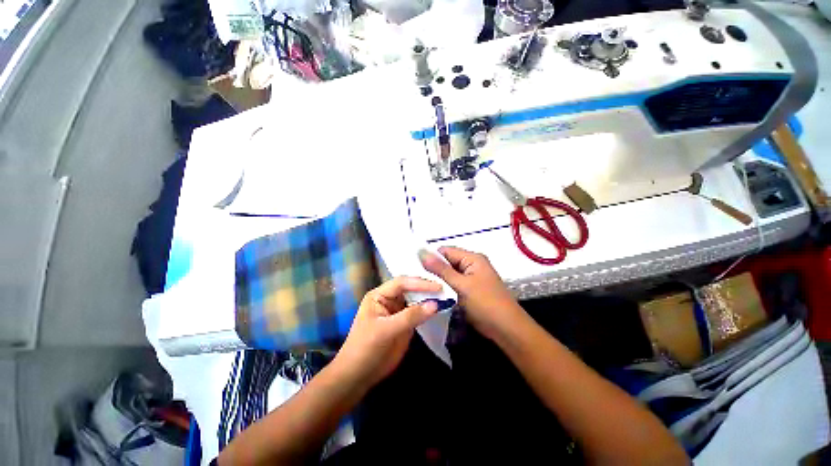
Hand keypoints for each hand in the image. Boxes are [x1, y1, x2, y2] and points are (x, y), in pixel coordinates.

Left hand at [334, 277, 440, 388]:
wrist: (359, 376)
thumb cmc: (366, 348)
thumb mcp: (386, 330)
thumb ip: (411, 316)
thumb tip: (435, 304)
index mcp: (379, 295)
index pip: (402, 283)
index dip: (420, 283)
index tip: (438, 286)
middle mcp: (389, 299)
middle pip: (410, 288)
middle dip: (426, 287)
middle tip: (446, 287)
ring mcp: (398, 310)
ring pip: (416, 299)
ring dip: (430, 298)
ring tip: (447, 294)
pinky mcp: (405, 322)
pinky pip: (419, 312)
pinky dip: (429, 310)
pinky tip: (440, 307)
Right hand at [420, 246, 523, 340]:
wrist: (507, 329)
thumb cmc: (485, 304)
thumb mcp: (461, 285)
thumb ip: (441, 269)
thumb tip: (422, 252)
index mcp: (472, 258)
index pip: (446, 251)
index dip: (431, 257)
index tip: (415, 267)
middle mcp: (472, 264)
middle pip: (447, 262)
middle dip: (434, 270)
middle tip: (417, 279)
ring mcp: (472, 278)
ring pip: (449, 274)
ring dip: (438, 280)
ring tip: (421, 286)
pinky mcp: (470, 290)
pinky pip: (454, 284)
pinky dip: (445, 288)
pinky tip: (433, 293)